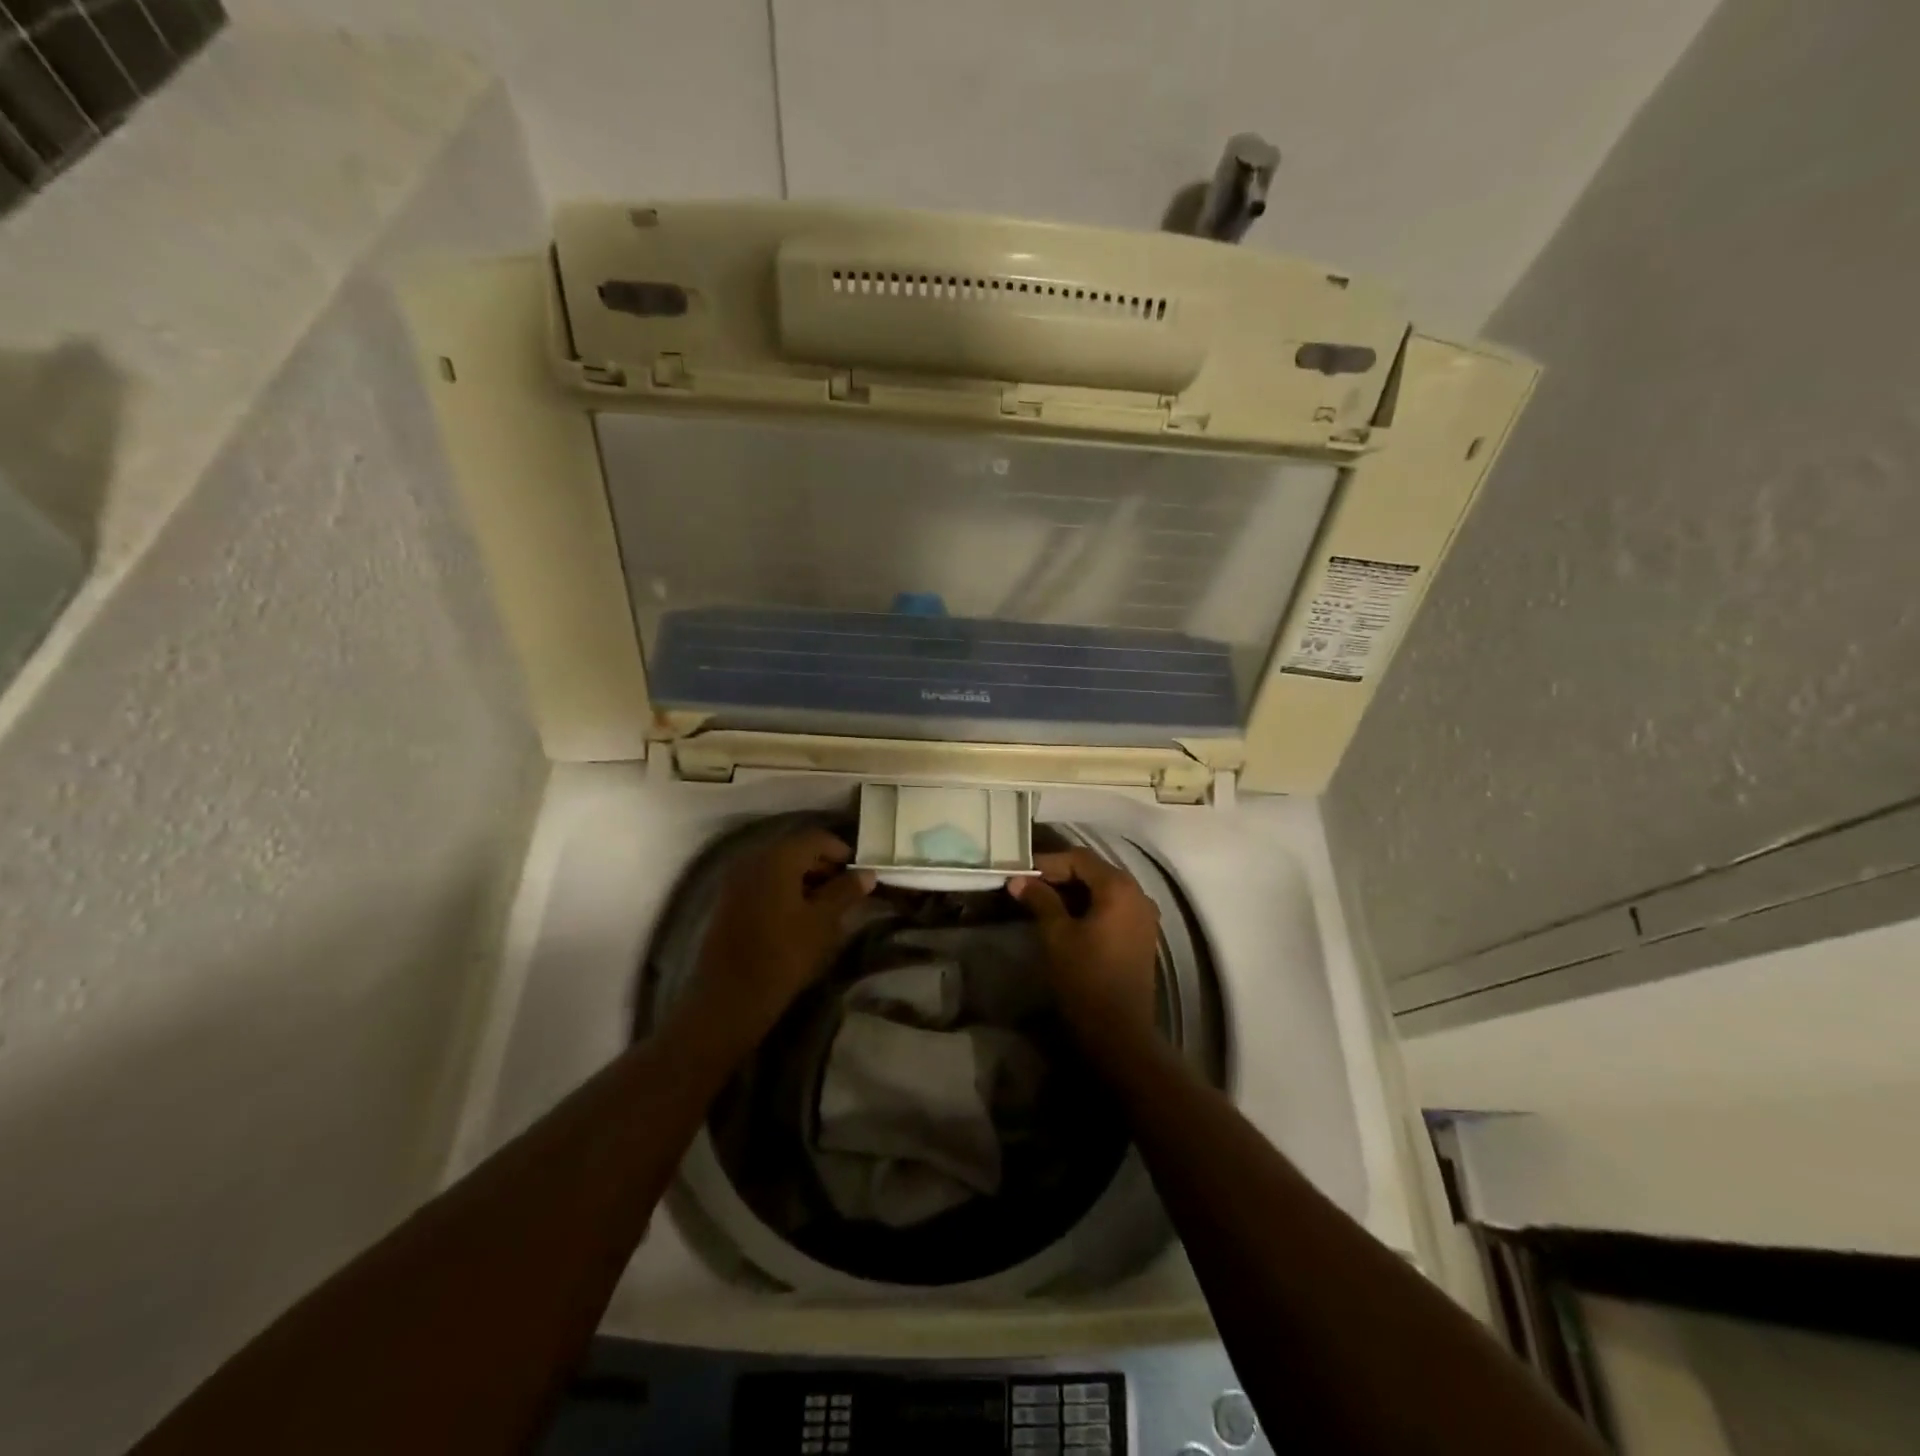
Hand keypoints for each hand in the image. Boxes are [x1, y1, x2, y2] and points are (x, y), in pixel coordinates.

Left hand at [692, 827, 874, 1031]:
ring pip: (778, 867)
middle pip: (795, 850)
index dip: (841, 852)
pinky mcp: (728, 901)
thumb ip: (846, 891)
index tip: (859, 874)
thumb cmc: (784, 955)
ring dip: (804, 879)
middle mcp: (753, 859)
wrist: (730, 998)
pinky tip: (798, 915)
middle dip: (823, 866)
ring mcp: (736, 880)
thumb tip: (867, 873)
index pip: (816, 838)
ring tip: (825, 906)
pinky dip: (784, 889)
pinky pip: (763, 882)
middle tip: (845, 891)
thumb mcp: (823, 922)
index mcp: (777, 858)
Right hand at [1009, 847, 1160, 1037]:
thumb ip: (1040, 900)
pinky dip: (1089, 905)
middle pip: (1094, 871)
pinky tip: (1066, 917)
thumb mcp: (1057, 935)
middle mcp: (1138, 893)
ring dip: (1074, 890)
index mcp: (1119, 887)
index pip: (1079, 858)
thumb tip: (1018, 880)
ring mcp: (1144, 915)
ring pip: (1104, 889)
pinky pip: (1113, 906)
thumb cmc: (1085, 978)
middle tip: (1028, 885)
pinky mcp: (1141, 934)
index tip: (1020, 873)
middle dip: (1060, 875)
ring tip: (1041, 900)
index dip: (1048, 863)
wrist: (1119, 1031)